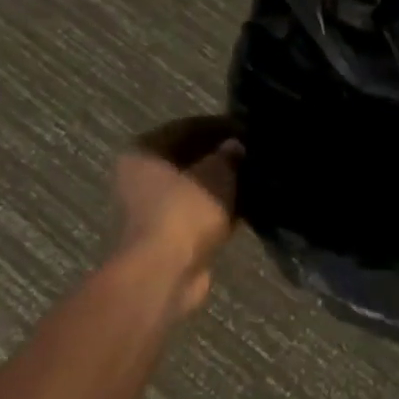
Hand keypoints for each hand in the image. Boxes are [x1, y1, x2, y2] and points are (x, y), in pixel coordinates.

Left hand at [113, 116, 243, 317]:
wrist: (166, 272)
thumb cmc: (185, 211)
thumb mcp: (216, 174)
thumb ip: (228, 156)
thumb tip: (236, 146)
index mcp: (145, 151)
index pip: (187, 127)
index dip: (220, 126)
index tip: (249, 129)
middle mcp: (141, 176)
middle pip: (189, 158)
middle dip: (221, 157)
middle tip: (255, 154)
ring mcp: (153, 208)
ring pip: (196, 187)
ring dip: (222, 185)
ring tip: (256, 179)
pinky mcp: (169, 234)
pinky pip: (199, 212)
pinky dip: (219, 209)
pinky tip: (247, 207)